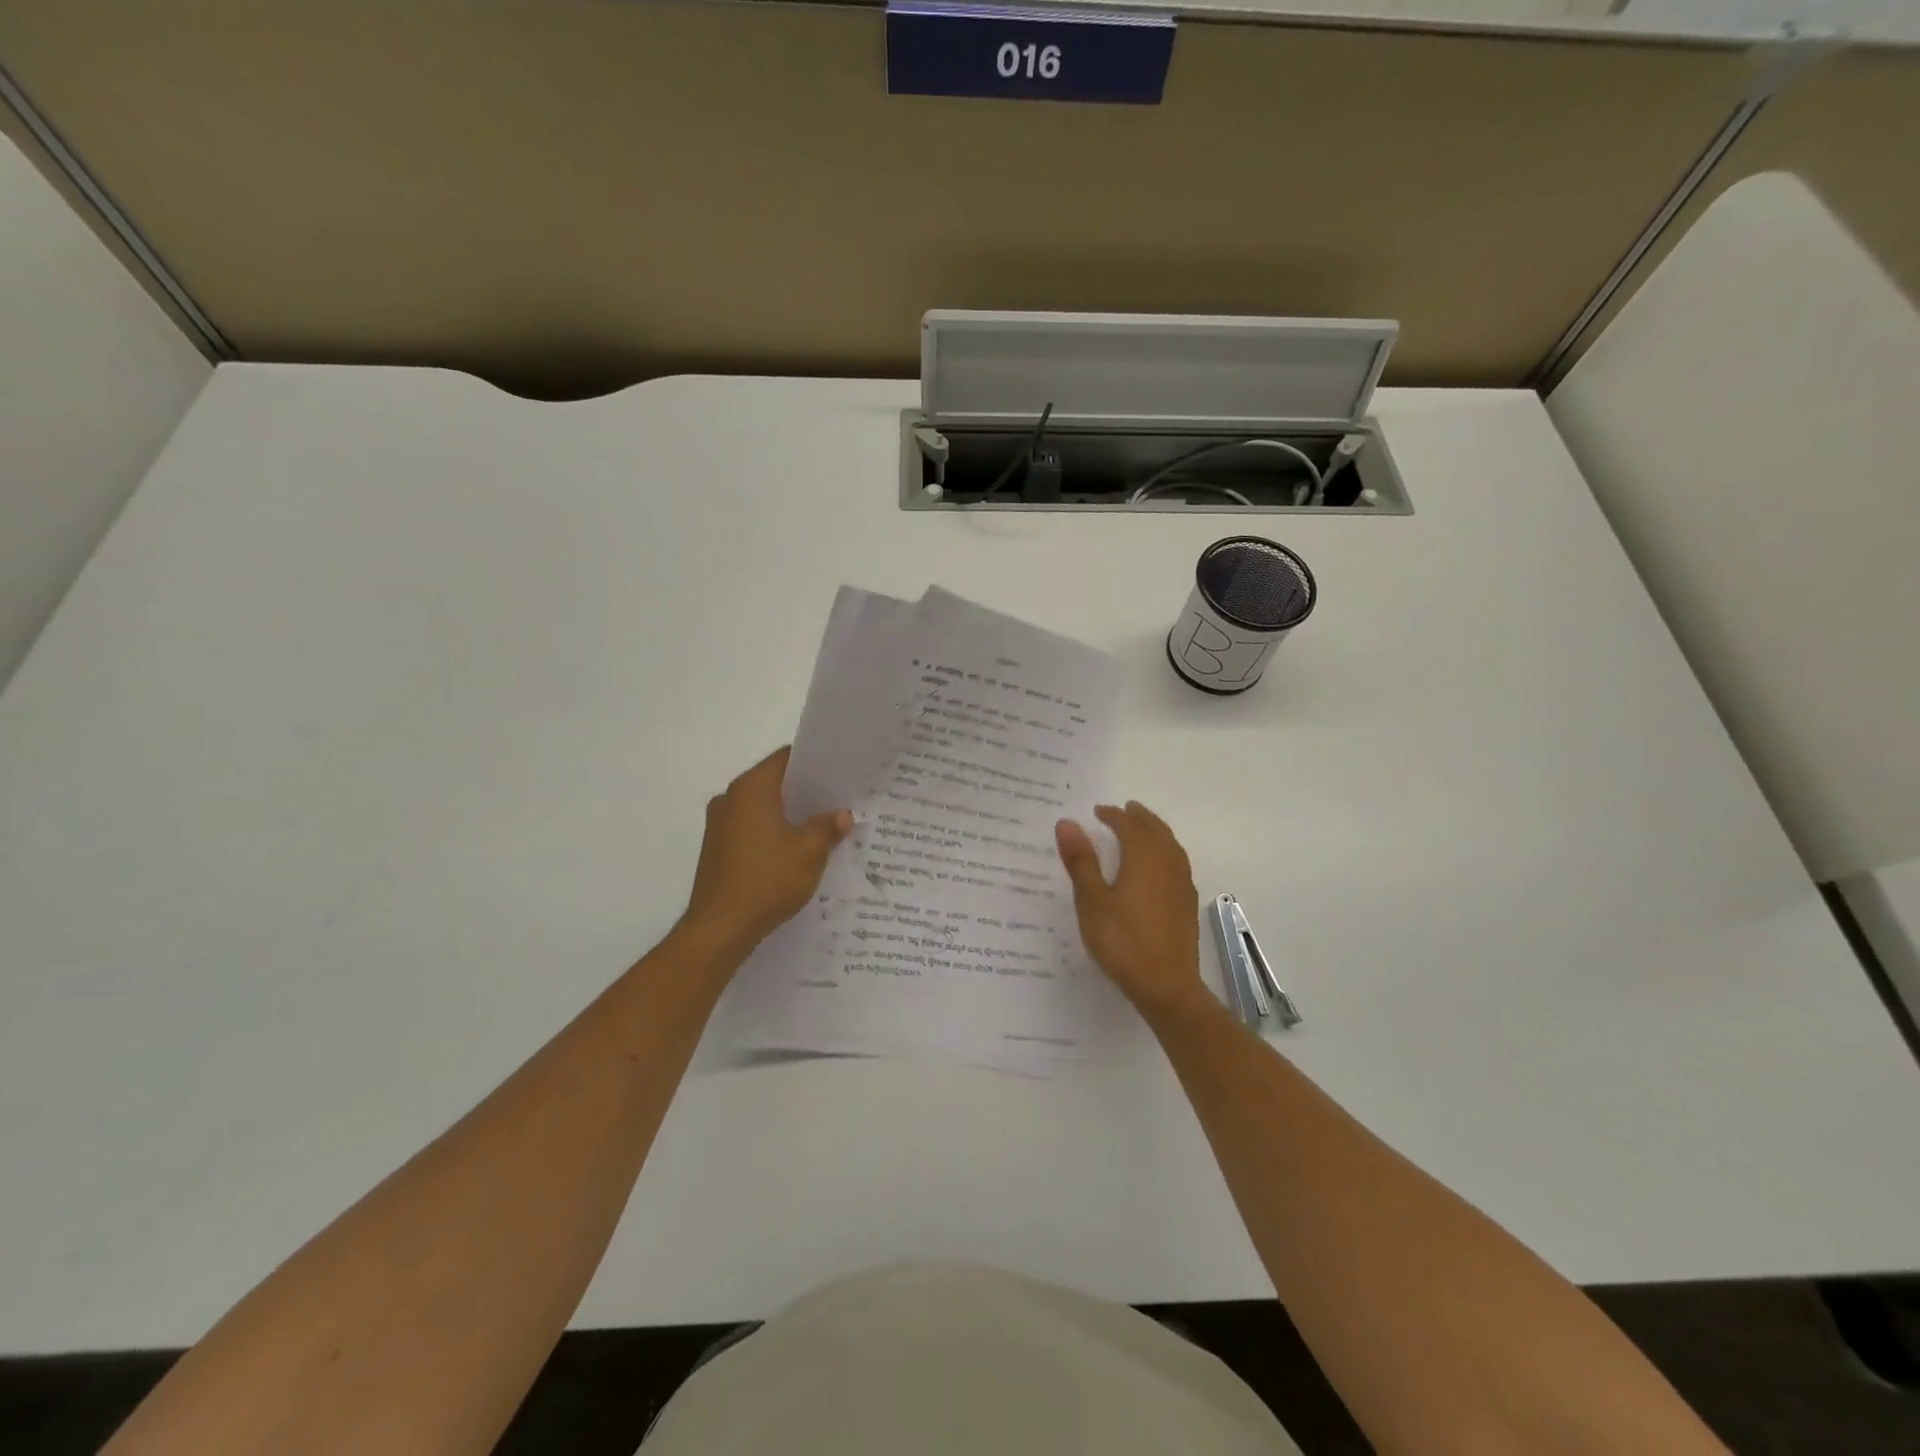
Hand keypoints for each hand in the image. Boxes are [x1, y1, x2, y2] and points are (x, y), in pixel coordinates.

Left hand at [683, 747, 851, 952]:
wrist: (720, 928)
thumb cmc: (767, 880)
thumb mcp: (810, 852)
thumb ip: (828, 827)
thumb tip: (842, 815)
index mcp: (751, 789)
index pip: (785, 758)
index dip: (814, 762)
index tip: (838, 771)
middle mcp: (730, 798)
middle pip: (773, 782)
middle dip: (805, 791)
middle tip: (838, 799)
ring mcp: (719, 825)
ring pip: (762, 807)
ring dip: (789, 815)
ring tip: (822, 827)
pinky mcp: (717, 849)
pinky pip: (751, 828)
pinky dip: (773, 833)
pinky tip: (796, 851)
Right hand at [1056, 802, 1204, 1019]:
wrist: (1166, 985)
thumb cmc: (1123, 940)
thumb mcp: (1092, 901)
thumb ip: (1081, 861)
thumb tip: (1067, 823)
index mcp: (1144, 857)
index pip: (1129, 826)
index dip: (1113, 815)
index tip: (1098, 811)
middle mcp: (1167, 863)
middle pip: (1155, 830)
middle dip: (1139, 817)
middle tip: (1125, 809)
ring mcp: (1182, 883)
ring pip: (1170, 845)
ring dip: (1155, 831)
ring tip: (1142, 829)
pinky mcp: (1187, 903)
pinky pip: (1177, 862)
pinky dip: (1165, 851)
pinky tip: (1158, 866)